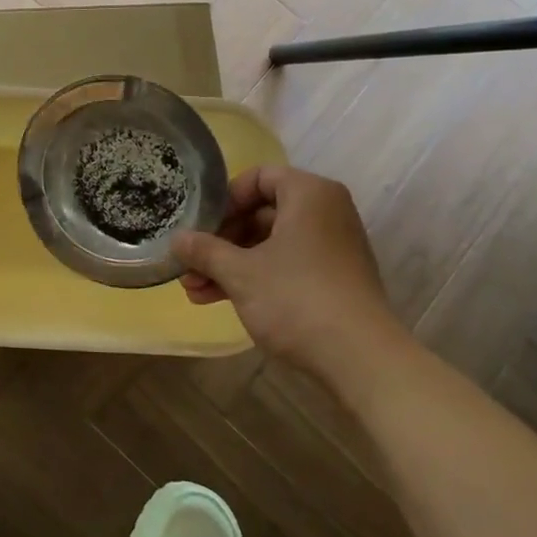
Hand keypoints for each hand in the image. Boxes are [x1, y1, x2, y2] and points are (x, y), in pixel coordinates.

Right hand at [171, 165, 403, 372]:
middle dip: (221, 241)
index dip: (225, 200)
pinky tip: (219, 300)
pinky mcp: (333, 280)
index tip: (201, 226)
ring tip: (194, 290)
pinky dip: (255, 278)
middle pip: (262, 213)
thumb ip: (204, 250)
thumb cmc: (296, 299)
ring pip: (270, 244)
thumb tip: (176, 239)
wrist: (360, 360)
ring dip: (230, 264)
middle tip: (190, 263)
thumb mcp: (240, 272)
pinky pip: (286, 265)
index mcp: (309, 194)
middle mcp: (326, 212)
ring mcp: (332, 248)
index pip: (258, 177)